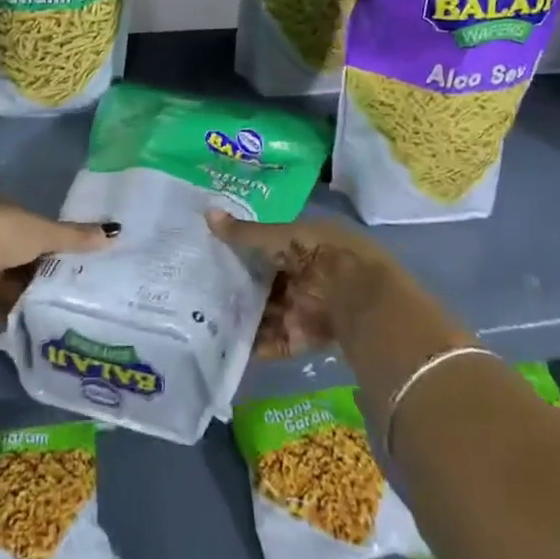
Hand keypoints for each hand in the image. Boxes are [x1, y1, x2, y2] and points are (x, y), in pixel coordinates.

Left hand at [0, 202, 115, 328]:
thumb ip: (76, 236)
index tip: (88, 260)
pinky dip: (22, 320)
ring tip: (76, 313)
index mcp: (9, 215)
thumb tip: (115, 232)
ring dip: (38, 298)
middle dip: (52, 274)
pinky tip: (48, 331)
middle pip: (31, 260)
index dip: (62, 243)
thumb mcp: (43, 232)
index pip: (41, 229)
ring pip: (19, 287)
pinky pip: (6, 312)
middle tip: (88, 291)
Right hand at [206, 209, 408, 357]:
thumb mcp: (281, 238)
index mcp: (303, 245)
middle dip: (237, 286)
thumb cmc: (320, 255)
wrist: (361, 299)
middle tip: (198, 287)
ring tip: (203, 317)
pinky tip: (226, 344)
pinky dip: (255, 344)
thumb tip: (208, 214)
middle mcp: (303, 275)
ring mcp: (304, 307)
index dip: (240, 250)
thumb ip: (244, 234)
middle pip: (264, 282)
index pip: (265, 247)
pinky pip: (274, 341)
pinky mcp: (304, 337)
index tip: (208, 253)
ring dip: (242, 316)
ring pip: (266, 312)